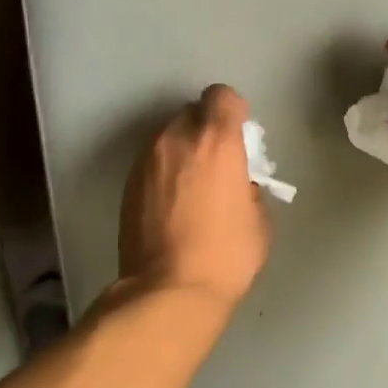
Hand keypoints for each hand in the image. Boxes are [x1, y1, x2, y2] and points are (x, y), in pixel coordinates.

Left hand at [119, 85, 270, 309]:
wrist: (168, 291)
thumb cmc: (226, 255)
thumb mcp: (259, 221)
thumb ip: (250, 188)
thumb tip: (239, 186)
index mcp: (216, 141)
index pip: (222, 96)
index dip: (233, 111)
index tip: (239, 137)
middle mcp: (177, 139)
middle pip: (192, 113)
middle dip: (206, 130)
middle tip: (215, 163)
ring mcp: (146, 160)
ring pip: (167, 137)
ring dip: (182, 150)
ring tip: (191, 187)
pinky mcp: (128, 184)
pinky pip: (151, 162)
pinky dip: (163, 172)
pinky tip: (171, 204)